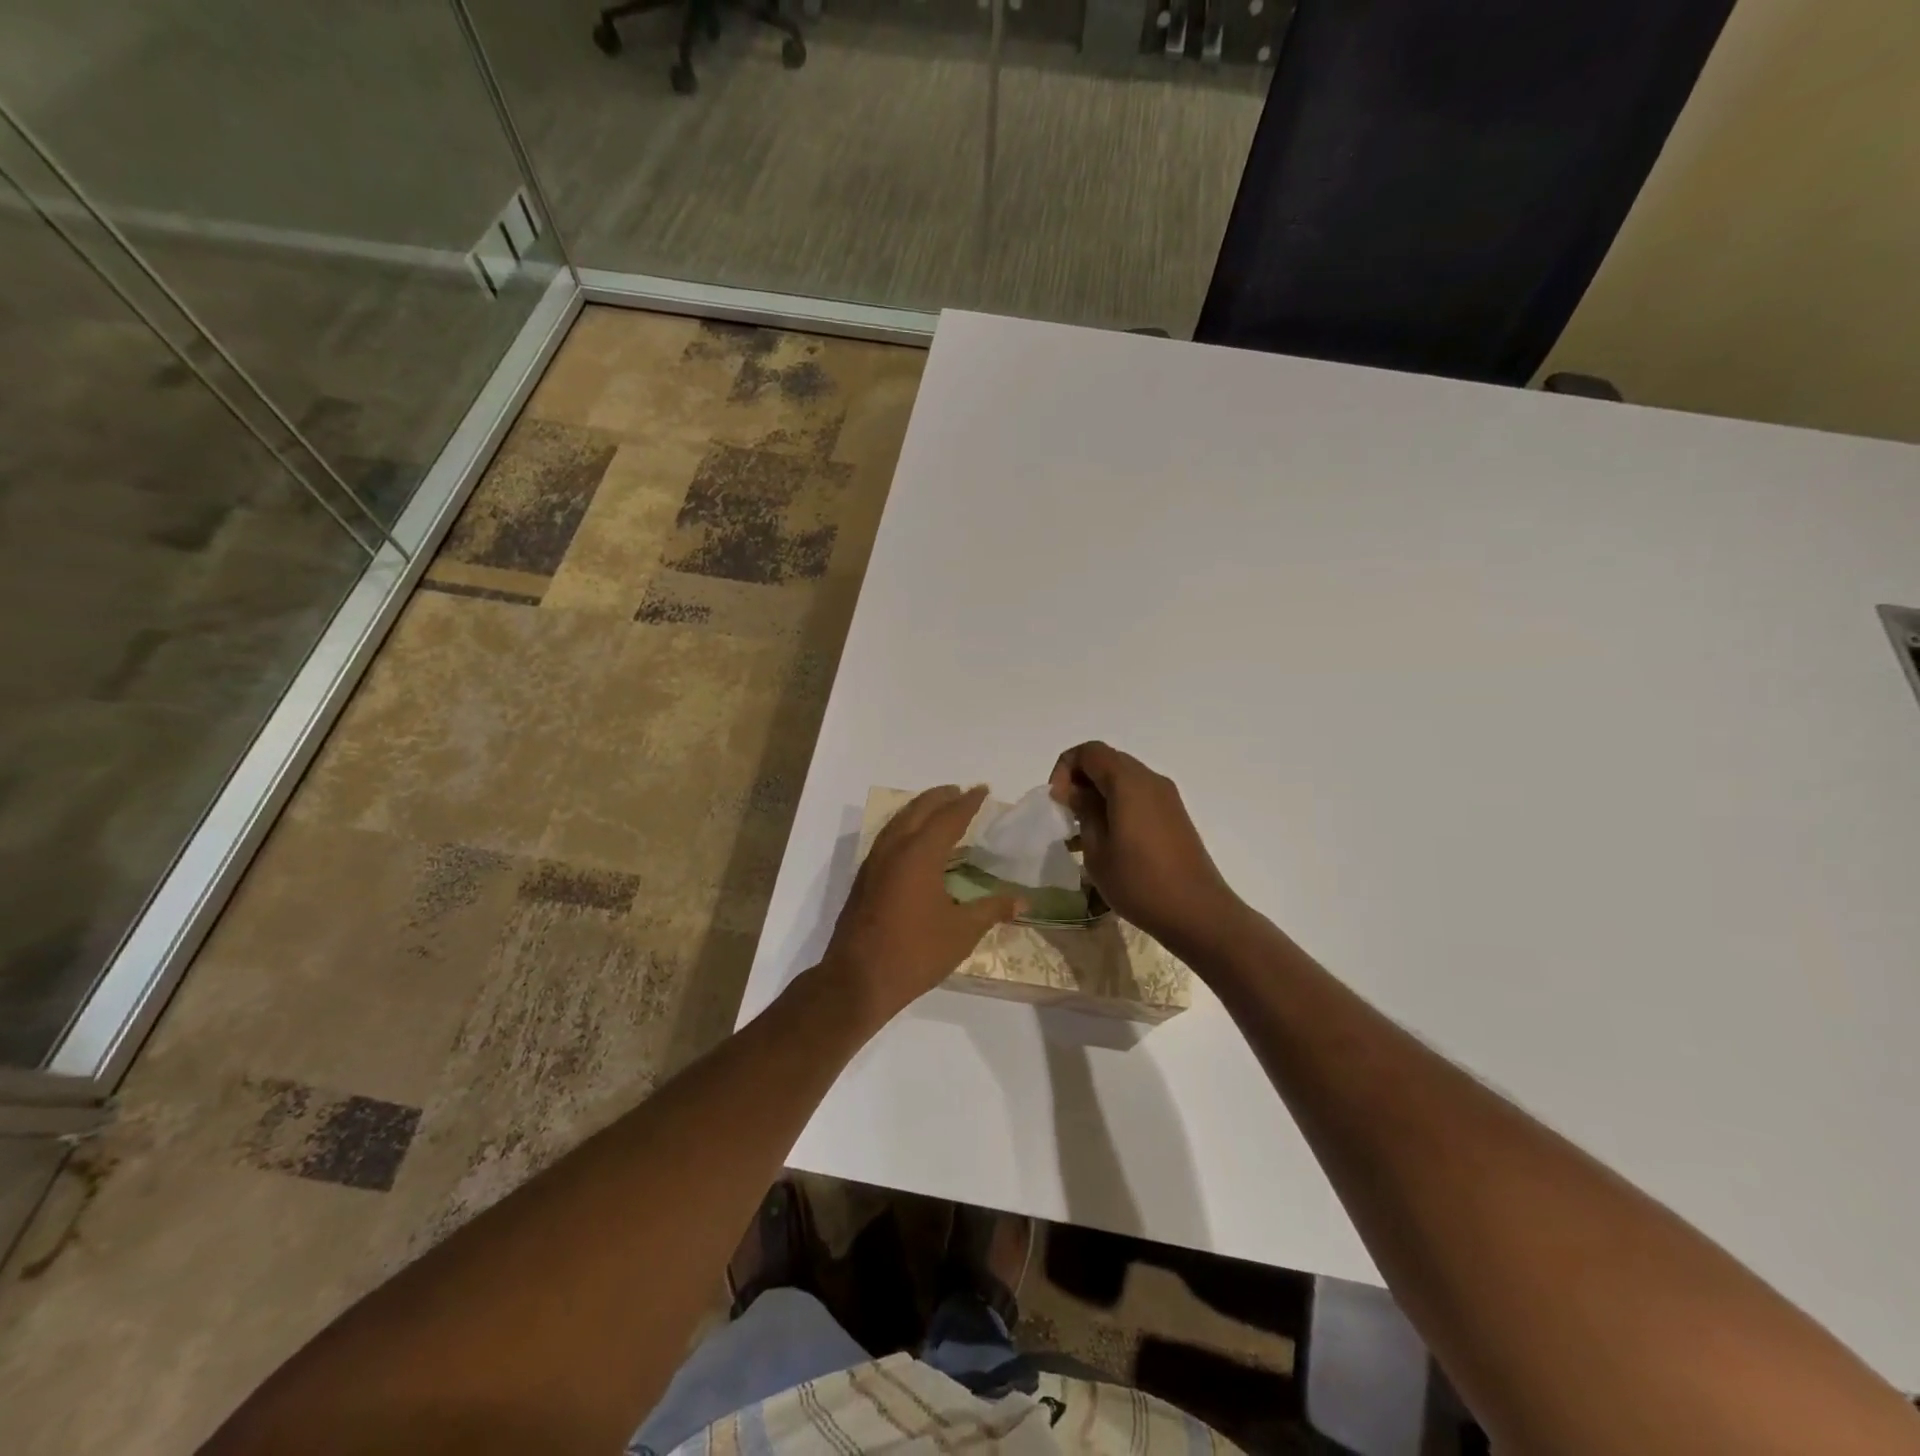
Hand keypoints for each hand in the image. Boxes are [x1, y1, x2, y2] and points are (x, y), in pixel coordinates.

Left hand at [821, 785, 1023, 1024]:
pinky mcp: (864, 880)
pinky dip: (905, 827)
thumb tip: (1023, 901)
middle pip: (918, 810)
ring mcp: (873, 863)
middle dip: (940, 798)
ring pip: (898, 822)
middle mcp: (893, 849)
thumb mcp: (962, 932)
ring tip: (937, 809)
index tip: (982, 790)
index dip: (967, 802)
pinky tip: (913, 842)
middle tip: (959, 792)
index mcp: (919, 854)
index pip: (948, 817)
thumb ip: (992, 910)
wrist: (857, 980)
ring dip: (919, 809)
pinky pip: (887, 838)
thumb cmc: (915, 953)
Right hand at [1049, 742, 1247, 954]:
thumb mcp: (1097, 849)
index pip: (1089, 751)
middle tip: (1066, 816)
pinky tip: (1107, 842)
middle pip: (1107, 761)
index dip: (1065, 768)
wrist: (1197, 913)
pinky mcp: (1174, 816)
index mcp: (1128, 782)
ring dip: (1098, 796)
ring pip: (1123, 780)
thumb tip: (1075, 792)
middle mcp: (1150, 780)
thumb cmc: (1139, 882)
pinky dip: (1117, 807)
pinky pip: (1138, 797)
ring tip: (1082, 833)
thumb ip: (1083, 812)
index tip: (1058, 802)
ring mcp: (1166, 798)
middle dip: (1080, 781)